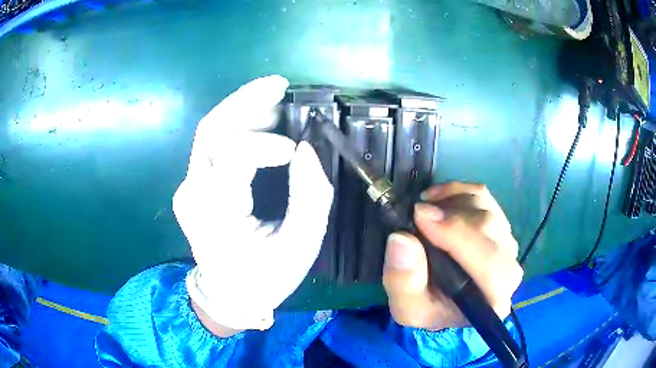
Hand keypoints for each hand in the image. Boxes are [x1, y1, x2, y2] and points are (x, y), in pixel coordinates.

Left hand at [173, 75, 333, 333]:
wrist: (227, 294)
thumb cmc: (265, 278)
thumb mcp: (299, 247)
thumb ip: (309, 197)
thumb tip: (306, 150)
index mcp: (216, 214)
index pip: (232, 156)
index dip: (265, 143)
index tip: (296, 149)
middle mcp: (193, 192)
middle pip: (212, 129)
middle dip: (246, 100)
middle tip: (280, 85)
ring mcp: (188, 186)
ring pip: (210, 130)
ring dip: (242, 108)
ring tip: (275, 97)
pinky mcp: (193, 183)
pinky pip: (213, 144)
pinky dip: (237, 124)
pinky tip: (261, 118)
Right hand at [383, 182, 522, 329]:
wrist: (443, 301)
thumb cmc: (429, 308)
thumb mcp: (406, 307)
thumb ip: (403, 281)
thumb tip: (402, 239)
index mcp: (493, 299)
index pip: (490, 264)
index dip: (458, 236)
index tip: (421, 218)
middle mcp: (509, 268)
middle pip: (489, 228)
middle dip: (450, 216)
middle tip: (416, 212)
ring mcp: (506, 242)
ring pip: (485, 207)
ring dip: (451, 203)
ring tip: (424, 212)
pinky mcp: (499, 223)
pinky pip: (481, 195)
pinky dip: (456, 191)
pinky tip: (436, 200)